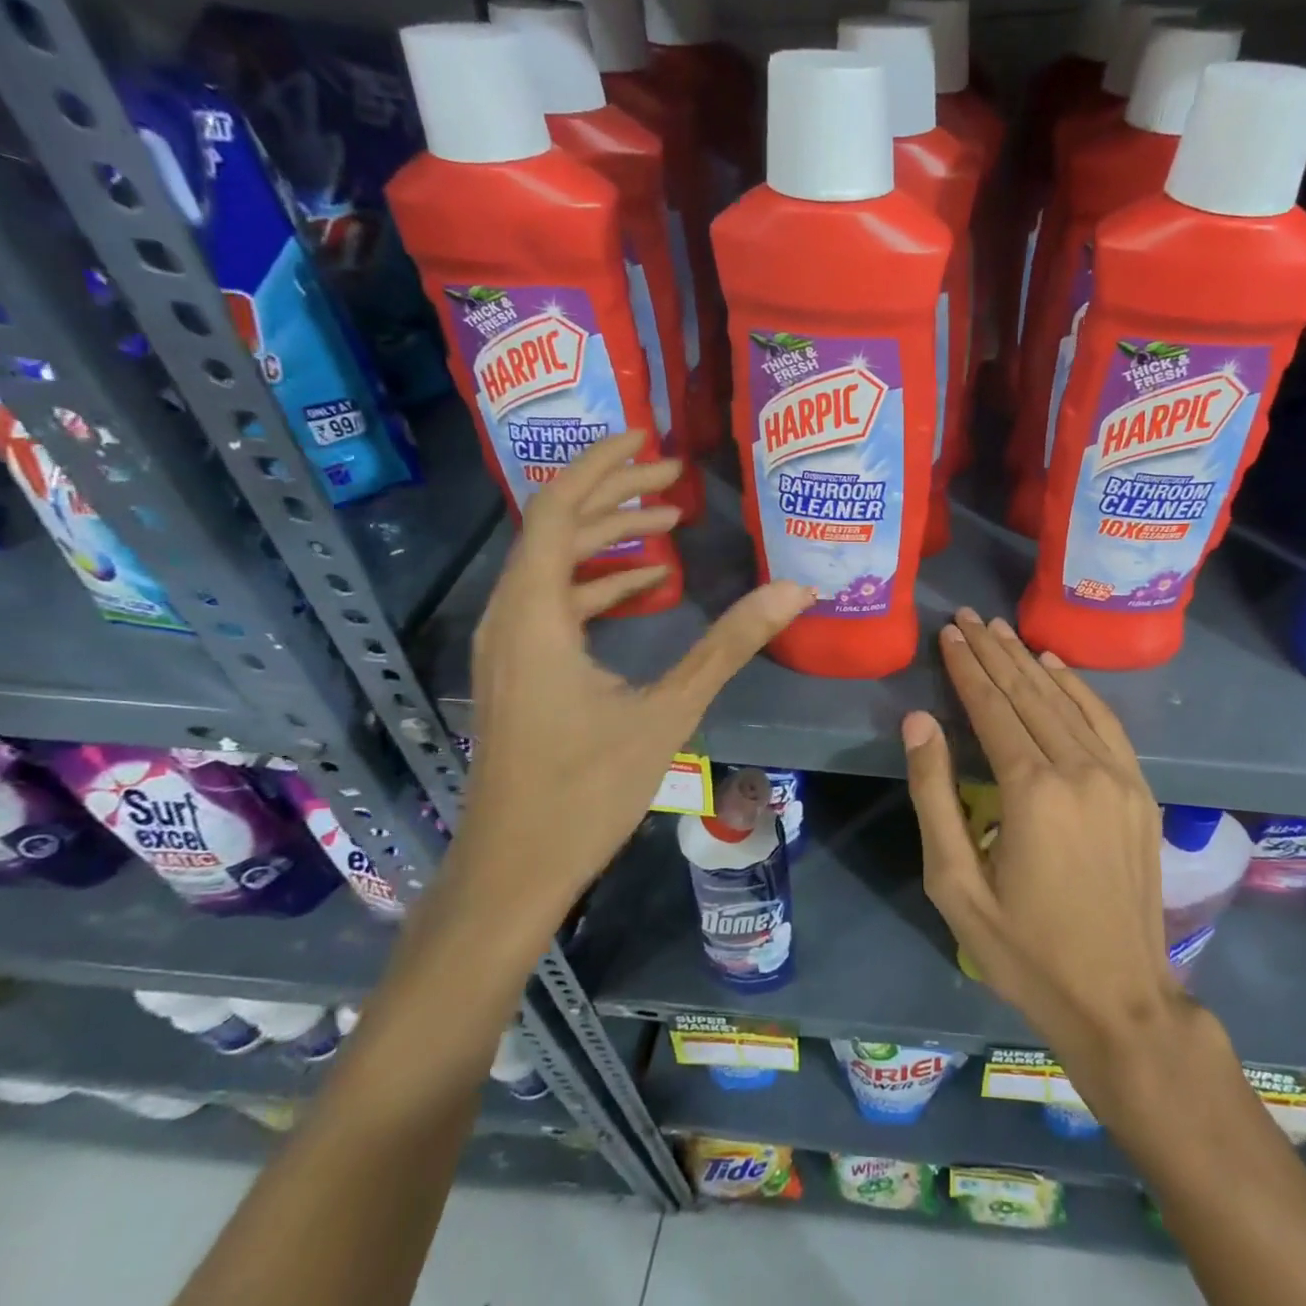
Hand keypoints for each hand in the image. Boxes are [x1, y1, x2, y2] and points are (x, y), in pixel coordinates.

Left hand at [458, 434, 811, 925]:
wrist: (514, 869)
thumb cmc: (585, 791)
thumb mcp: (667, 711)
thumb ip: (729, 645)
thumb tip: (795, 590)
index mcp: (535, 614)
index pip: (558, 509)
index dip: (602, 465)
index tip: (649, 437)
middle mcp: (511, 615)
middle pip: (556, 526)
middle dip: (616, 493)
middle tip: (677, 477)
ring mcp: (510, 643)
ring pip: (555, 563)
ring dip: (609, 536)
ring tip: (670, 520)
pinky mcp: (520, 667)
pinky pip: (556, 599)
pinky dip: (599, 580)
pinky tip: (646, 586)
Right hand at [903, 608, 1193, 1092]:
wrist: (1120, 1000)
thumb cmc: (1025, 950)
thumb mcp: (956, 884)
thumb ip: (934, 795)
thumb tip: (918, 722)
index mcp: (1032, 791)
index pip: (992, 709)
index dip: (967, 668)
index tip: (949, 633)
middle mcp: (1079, 769)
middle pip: (1028, 693)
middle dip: (993, 652)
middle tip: (967, 616)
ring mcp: (1117, 776)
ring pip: (1065, 699)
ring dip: (1029, 660)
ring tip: (1000, 629)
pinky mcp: (1139, 789)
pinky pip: (1105, 721)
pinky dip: (1078, 686)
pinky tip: (1056, 664)